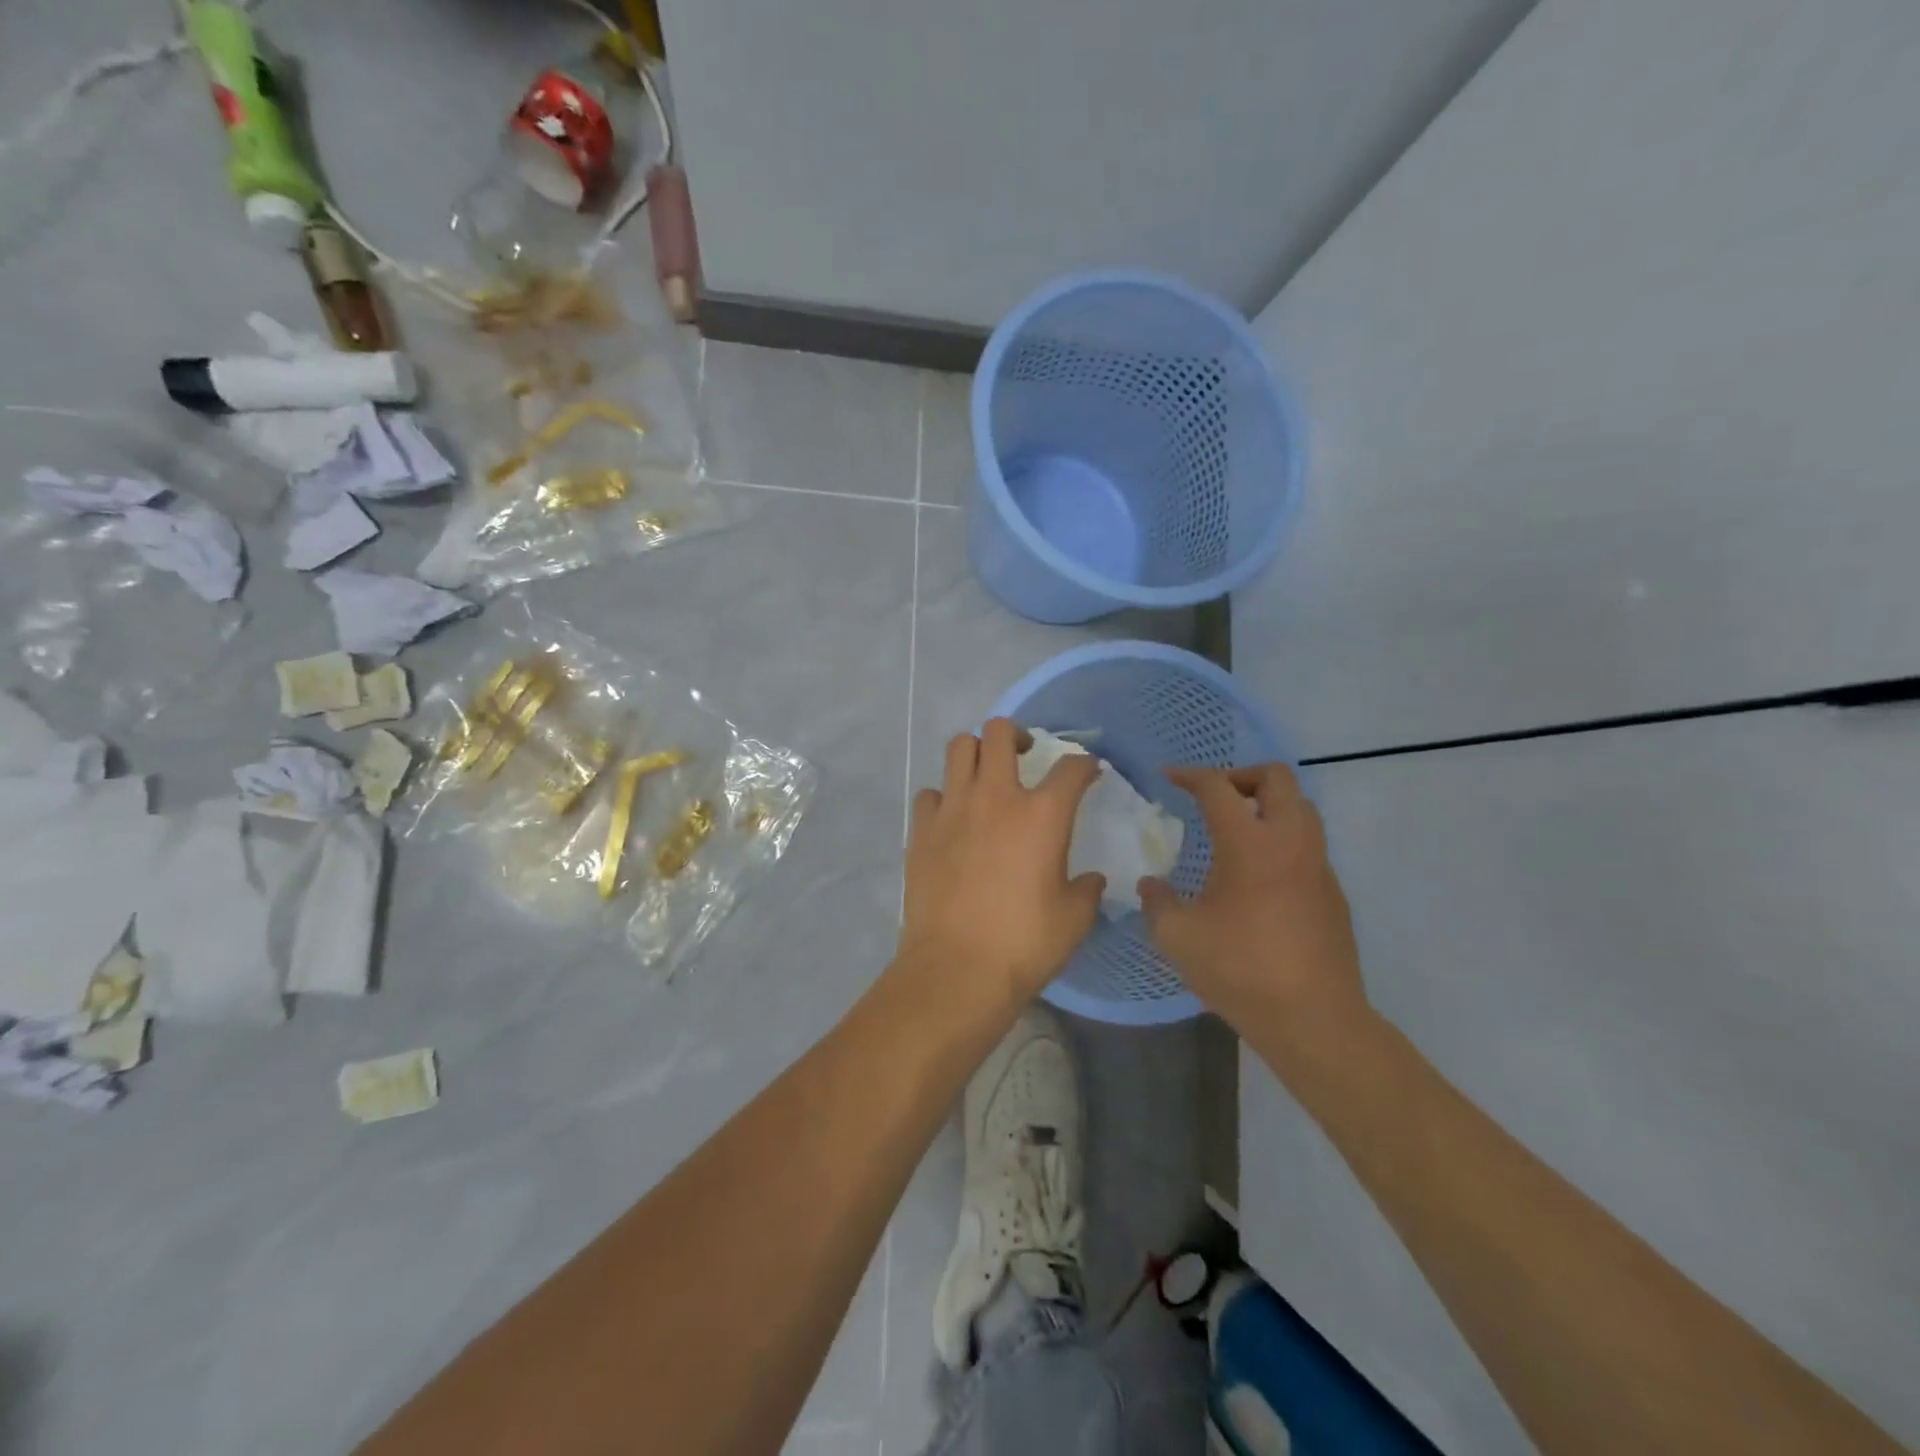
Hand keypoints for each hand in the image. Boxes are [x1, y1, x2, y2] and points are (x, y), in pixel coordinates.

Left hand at [896, 718, 1105, 1012]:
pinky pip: (930, 793)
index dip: (1085, 764)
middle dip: (1017, 734)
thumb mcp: (1074, 920)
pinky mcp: (921, 829)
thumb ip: (1087, 890)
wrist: (957, 969)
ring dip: (976, 753)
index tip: (1089, 772)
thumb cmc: (1024, 944)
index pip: (1071, 767)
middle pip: (1000, 733)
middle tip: (1025, 754)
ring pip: (959, 748)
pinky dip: (943, 797)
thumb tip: (1090, 880)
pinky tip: (952, 819)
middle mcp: (996, 797)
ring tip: (985, 776)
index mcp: (1042, 814)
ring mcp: (953, 808)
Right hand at [1139, 764, 1369, 1056]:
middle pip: (1277, 778)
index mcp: (1249, 844)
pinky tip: (1260, 877)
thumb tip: (1151, 885)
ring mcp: (1319, 866)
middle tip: (1214, 797)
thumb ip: (1156, 902)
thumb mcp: (1177, 937)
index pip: (1218, 787)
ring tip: (1237, 830)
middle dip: (1241, 775)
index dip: (1190, 775)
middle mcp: (1290, 842)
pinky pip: (1309, 845)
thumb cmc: (1240, 970)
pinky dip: (1283, 840)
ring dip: (1268, 805)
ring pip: (1301, 808)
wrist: (1314, 1019)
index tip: (1169, 778)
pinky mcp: (1334, 893)